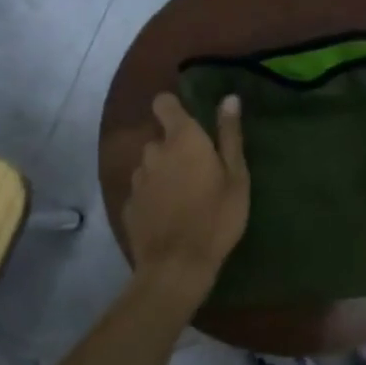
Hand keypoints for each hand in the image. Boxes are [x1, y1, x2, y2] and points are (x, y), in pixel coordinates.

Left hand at [123, 92, 248, 309]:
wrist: (177, 266)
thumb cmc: (216, 217)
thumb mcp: (236, 176)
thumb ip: (230, 135)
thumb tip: (229, 98)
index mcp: (182, 139)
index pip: (163, 103)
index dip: (174, 107)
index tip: (191, 122)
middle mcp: (153, 152)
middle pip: (160, 139)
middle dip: (175, 148)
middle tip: (199, 172)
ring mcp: (137, 180)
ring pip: (150, 165)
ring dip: (163, 173)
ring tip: (184, 197)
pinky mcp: (129, 205)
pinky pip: (143, 191)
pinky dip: (154, 197)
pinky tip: (169, 216)